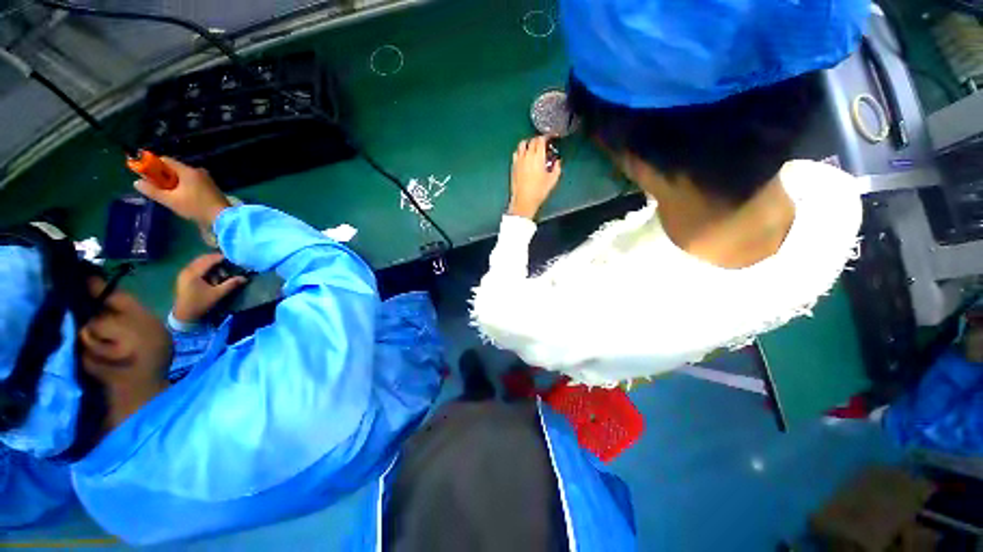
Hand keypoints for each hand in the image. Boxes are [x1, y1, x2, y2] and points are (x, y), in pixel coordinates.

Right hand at [134, 157, 230, 227]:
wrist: (223, 217)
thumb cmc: (195, 207)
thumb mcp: (170, 200)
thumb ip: (152, 190)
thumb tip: (137, 182)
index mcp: (188, 171)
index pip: (166, 161)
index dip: (153, 166)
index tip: (146, 175)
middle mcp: (198, 171)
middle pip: (175, 168)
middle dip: (164, 176)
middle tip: (158, 188)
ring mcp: (207, 178)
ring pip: (184, 176)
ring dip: (174, 183)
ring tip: (170, 195)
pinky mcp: (211, 186)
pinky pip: (192, 182)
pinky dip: (184, 186)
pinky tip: (183, 197)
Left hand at [172, 253, 247, 323]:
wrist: (184, 315)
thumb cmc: (200, 303)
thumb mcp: (217, 294)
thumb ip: (231, 284)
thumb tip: (244, 278)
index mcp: (193, 273)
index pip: (208, 260)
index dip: (220, 258)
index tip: (232, 259)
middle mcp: (187, 270)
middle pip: (202, 259)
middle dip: (215, 259)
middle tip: (228, 263)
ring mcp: (184, 273)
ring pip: (199, 262)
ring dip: (210, 264)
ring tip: (221, 270)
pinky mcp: (184, 277)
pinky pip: (196, 267)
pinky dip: (205, 267)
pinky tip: (212, 274)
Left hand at [508, 136, 561, 219]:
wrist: (523, 200)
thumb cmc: (539, 191)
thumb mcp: (553, 180)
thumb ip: (557, 168)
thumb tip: (557, 162)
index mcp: (537, 157)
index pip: (541, 140)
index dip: (546, 137)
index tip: (550, 138)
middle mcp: (527, 155)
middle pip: (532, 141)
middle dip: (538, 140)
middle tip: (543, 144)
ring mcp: (518, 160)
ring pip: (522, 144)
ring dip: (528, 143)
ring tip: (532, 148)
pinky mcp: (513, 166)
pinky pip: (516, 153)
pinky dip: (521, 151)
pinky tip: (524, 157)